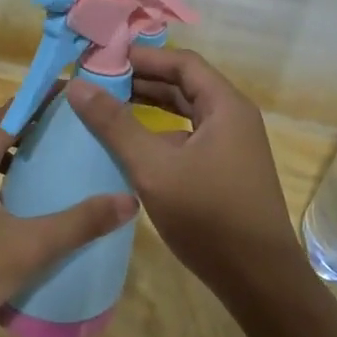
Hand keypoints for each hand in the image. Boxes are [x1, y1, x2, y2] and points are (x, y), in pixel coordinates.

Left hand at [0, 104, 137, 336]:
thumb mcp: (25, 249)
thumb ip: (77, 224)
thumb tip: (128, 201)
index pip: (12, 110)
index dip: (44, 99)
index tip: (79, 96)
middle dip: (35, 121)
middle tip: (75, 128)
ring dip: (18, 148)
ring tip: (56, 158)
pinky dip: (3, 172)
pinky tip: (25, 200)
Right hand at [67, 47, 306, 300]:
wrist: (259, 280)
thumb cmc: (208, 216)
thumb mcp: (153, 168)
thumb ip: (115, 125)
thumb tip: (77, 85)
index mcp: (225, 106)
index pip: (182, 63)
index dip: (142, 57)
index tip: (103, 59)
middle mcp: (233, 118)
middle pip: (185, 85)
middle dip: (142, 81)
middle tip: (98, 81)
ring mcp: (232, 146)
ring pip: (186, 113)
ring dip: (150, 107)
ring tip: (108, 107)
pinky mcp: (226, 171)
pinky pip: (189, 138)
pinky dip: (160, 134)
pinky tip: (133, 147)